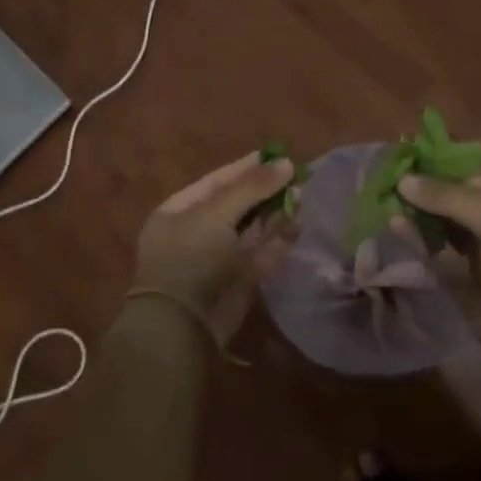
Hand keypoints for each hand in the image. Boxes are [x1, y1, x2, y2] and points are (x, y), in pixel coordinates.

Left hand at [133, 152, 297, 344]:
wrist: (182, 326)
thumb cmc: (191, 258)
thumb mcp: (216, 214)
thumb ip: (252, 187)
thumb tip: (288, 163)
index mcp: (179, 211)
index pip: (217, 181)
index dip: (247, 167)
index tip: (277, 155)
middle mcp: (196, 232)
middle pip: (237, 205)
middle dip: (266, 192)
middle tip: (296, 178)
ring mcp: (217, 259)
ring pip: (251, 230)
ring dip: (275, 215)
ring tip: (301, 198)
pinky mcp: (237, 282)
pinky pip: (260, 255)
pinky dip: (278, 243)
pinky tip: (297, 228)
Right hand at [397, 172, 480, 381]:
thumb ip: (452, 199)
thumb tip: (405, 180)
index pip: (474, 177)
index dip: (440, 169)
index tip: (403, 161)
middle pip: (457, 202)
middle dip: (425, 192)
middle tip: (385, 180)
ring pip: (445, 230)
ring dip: (418, 217)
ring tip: (383, 199)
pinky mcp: (466, 287)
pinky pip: (438, 258)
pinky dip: (417, 243)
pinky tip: (394, 226)